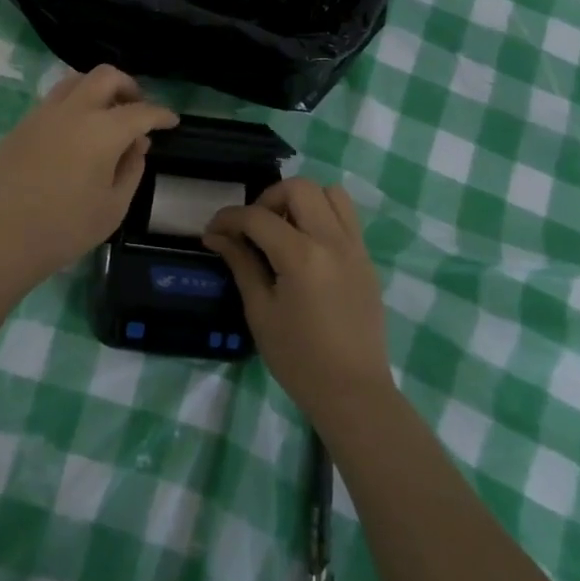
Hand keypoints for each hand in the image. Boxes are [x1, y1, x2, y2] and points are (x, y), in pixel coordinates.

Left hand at [0, 66, 177, 287]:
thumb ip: (132, 169)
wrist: (1, 236)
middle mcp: (73, 110)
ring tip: (105, 116)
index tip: (171, 121)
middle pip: (106, 76)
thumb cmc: (65, 228)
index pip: (141, 111)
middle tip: (136, 109)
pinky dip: (73, 105)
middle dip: (128, 86)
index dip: (160, 114)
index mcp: (102, 131)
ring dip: (97, 90)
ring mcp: (43, 114)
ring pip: (75, 80)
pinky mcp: (22, 125)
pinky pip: (54, 101)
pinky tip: (74, 134)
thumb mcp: (114, 207)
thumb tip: (136, 145)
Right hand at [203, 178, 393, 420]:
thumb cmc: (299, 359)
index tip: (213, 231)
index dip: (229, 218)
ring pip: (330, 193)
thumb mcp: (260, 311)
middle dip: (268, 199)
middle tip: (253, 228)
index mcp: (302, 256)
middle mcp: (332, 241)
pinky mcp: (366, 259)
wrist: (353, 393)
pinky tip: (306, 247)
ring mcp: (355, 247)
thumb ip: (241, 264)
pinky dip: (323, 216)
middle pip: (299, 188)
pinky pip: (346, 217)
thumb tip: (216, 235)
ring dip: (301, 201)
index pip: (258, 217)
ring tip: (284, 230)